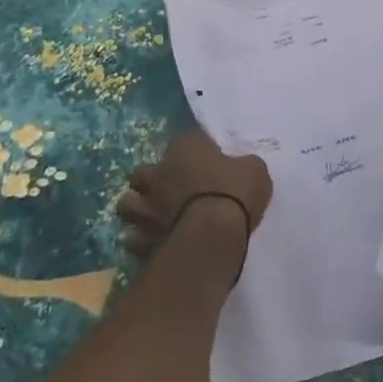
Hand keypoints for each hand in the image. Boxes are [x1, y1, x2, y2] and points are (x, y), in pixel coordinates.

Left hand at [117, 127, 271, 263]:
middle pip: (142, 172)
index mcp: (185, 149)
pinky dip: (141, 240)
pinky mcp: (141, 240)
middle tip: (169, 190)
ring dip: (138, 209)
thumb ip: (244, 165)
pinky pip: (133, 239)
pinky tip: (155, 243)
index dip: (196, 149)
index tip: (208, 160)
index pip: (186, 138)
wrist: (212, 238)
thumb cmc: (235, 194)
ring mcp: (145, 209)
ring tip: (153, 217)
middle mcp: (158, 173)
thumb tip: (242, 167)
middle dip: (151, 180)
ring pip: (127, 205)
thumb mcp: (255, 170)